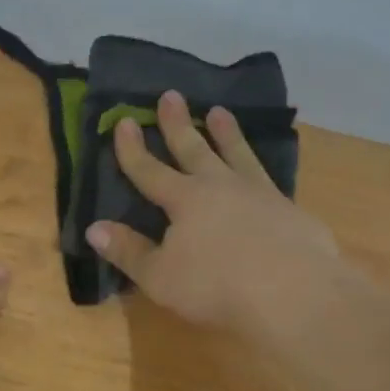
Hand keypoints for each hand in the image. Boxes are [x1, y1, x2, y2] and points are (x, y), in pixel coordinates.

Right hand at [86, 89, 340, 333]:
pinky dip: (259, 167)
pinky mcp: (290, 210)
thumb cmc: (217, 286)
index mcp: (184, 200)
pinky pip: (268, 178)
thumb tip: (93, 228)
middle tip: (171, 95)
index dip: (132, 149)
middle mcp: (220, 186)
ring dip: (225, 134)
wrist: (296, 294)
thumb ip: (128, 251)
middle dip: (178, 124)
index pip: (149, 170)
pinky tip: (261, 170)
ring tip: (219, 112)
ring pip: (236, 154)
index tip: (124, 121)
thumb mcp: (160, 276)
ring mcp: (259, 194)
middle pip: (193, 149)